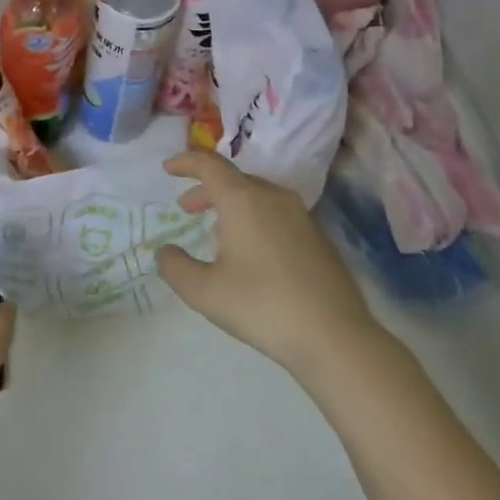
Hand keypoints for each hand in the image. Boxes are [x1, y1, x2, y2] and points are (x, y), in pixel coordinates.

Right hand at [155, 151, 379, 379]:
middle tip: (187, 208)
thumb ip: (175, 267)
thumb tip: (164, 253)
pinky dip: (256, 220)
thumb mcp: (204, 292)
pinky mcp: (319, 239)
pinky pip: (277, 215)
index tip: (168, 169)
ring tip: (217, 232)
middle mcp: (273, 198)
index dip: (185, 163)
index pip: (209, 165)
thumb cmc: (262, 306)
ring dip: (232, 205)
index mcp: (243, 200)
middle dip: (206, 190)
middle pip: (234, 180)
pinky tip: (253, 253)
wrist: (335, 337)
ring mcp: (301, 217)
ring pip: (258, 196)